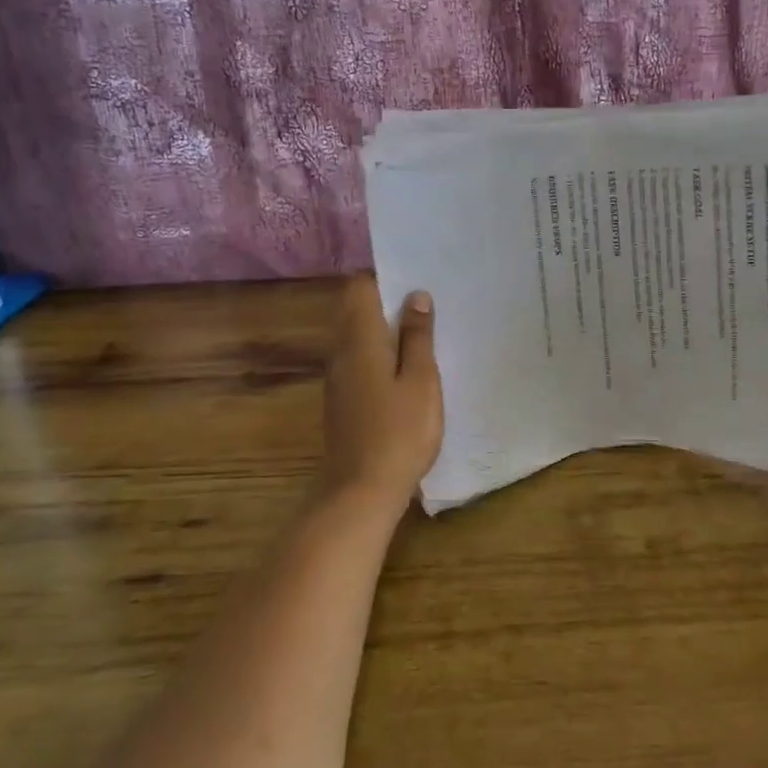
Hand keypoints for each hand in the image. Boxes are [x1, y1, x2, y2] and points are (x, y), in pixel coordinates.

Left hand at [319, 275, 443, 513]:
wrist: (361, 491)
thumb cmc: (399, 432)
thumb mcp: (420, 380)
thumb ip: (417, 337)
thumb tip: (416, 296)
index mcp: (359, 339)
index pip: (359, 287)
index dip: (385, 277)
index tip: (416, 278)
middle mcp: (341, 352)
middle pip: (356, 310)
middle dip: (388, 301)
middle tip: (428, 304)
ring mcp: (338, 378)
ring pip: (358, 336)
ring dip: (386, 328)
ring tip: (424, 332)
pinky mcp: (342, 400)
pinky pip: (359, 360)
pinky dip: (380, 353)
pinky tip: (407, 368)